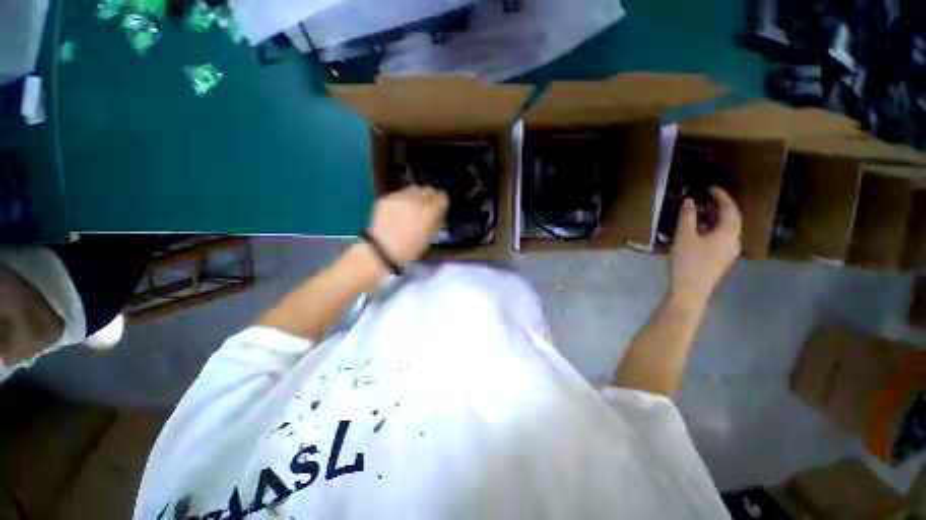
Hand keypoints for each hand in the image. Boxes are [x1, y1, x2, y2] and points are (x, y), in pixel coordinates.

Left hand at [367, 186, 448, 265]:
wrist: (383, 250)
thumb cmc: (412, 248)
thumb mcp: (431, 235)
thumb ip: (437, 219)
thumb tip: (439, 211)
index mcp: (430, 210)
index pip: (441, 197)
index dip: (441, 202)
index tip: (439, 207)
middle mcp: (417, 199)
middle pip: (427, 190)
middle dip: (429, 197)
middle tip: (426, 206)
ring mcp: (400, 196)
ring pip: (413, 189)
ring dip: (416, 195)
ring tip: (412, 206)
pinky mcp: (387, 197)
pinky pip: (399, 194)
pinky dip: (402, 199)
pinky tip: (398, 210)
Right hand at [669, 187, 740, 306]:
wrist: (691, 291)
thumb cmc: (688, 262)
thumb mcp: (684, 237)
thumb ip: (688, 217)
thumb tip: (690, 200)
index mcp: (729, 233)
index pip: (730, 209)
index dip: (721, 197)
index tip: (710, 188)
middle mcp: (734, 241)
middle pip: (731, 219)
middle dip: (719, 207)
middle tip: (704, 199)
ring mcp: (729, 252)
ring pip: (726, 229)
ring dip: (714, 219)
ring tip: (699, 214)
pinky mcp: (721, 260)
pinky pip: (721, 238)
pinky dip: (712, 230)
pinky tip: (698, 232)